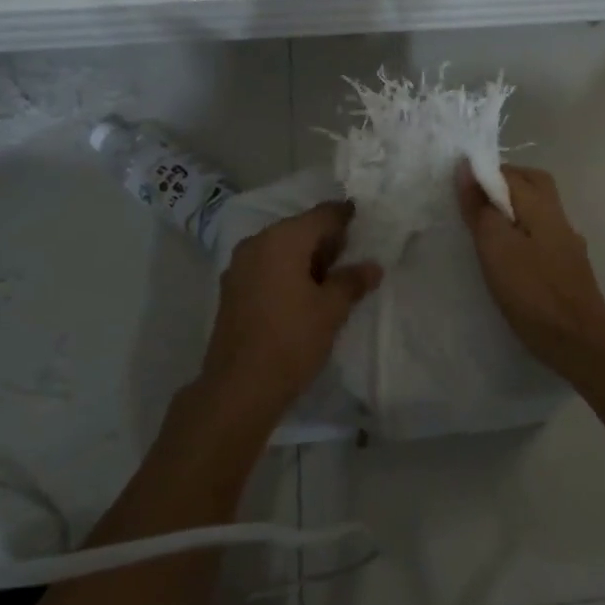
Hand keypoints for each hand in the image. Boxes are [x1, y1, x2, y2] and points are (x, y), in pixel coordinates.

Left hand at [201, 202, 381, 421]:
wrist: (238, 389)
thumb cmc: (291, 341)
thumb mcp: (331, 310)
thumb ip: (352, 281)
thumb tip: (372, 266)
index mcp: (281, 239)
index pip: (322, 215)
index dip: (345, 216)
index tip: (365, 221)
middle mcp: (256, 243)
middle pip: (299, 229)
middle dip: (327, 239)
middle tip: (354, 256)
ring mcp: (239, 267)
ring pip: (282, 249)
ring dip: (307, 257)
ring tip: (333, 279)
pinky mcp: (232, 290)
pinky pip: (267, 267)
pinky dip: (288, 271)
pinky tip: (305, 294)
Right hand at [456, 161, 604, 365]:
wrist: (579, 341)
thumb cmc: (532, 292)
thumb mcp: (496, 248)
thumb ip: (481, 208)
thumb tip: (467, 168)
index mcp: (541, 207)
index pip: (511, 174)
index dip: (484, 174)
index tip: (459, 188)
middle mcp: (559, 217)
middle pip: (533, 184)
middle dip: (504, 184)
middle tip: (475, 202)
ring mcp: (567, 242)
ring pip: (539, 210)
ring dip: (514, 209)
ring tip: (486, 228)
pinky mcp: (568, 266)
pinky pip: (542, 233)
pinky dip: (523, 232)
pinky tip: (510, 255)